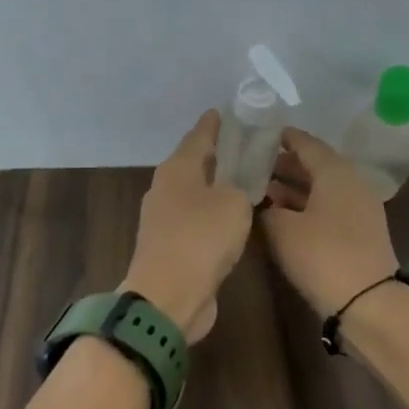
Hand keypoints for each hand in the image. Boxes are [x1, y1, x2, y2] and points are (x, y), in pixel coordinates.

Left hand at [123, 111, 253, 343]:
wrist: (168, 297)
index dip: (214, 124)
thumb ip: (238, 187)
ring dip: (215, 187)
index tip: (225, 111)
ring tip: (245, 182)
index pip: (198, 136)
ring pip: (194, 194)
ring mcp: (163, 220)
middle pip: (194, 164)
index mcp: (177, 170)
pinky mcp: (169, 247)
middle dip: (217, 155)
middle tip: (246, 147)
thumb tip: (232, 188)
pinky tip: (231, 219)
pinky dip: (212, 215)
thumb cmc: (201, 239)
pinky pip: (196, 220)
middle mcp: (165, 189)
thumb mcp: (233, 203)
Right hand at [259, 128, 401, 316]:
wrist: (367, 301)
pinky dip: (305, 206)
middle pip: (316, 166)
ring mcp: (358, 209)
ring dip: (294, 187)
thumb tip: (265, 204)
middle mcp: (351, 184)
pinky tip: (282, 215)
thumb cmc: (322, 255)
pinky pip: (328, 207)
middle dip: (285, 165)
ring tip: (262, 190)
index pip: (307, 145)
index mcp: (335, 173)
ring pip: (321, 188)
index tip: (262, 134)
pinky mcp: (358, 233)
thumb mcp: (282, 229)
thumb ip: (268, 210)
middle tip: (255, 165)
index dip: (284, 139)